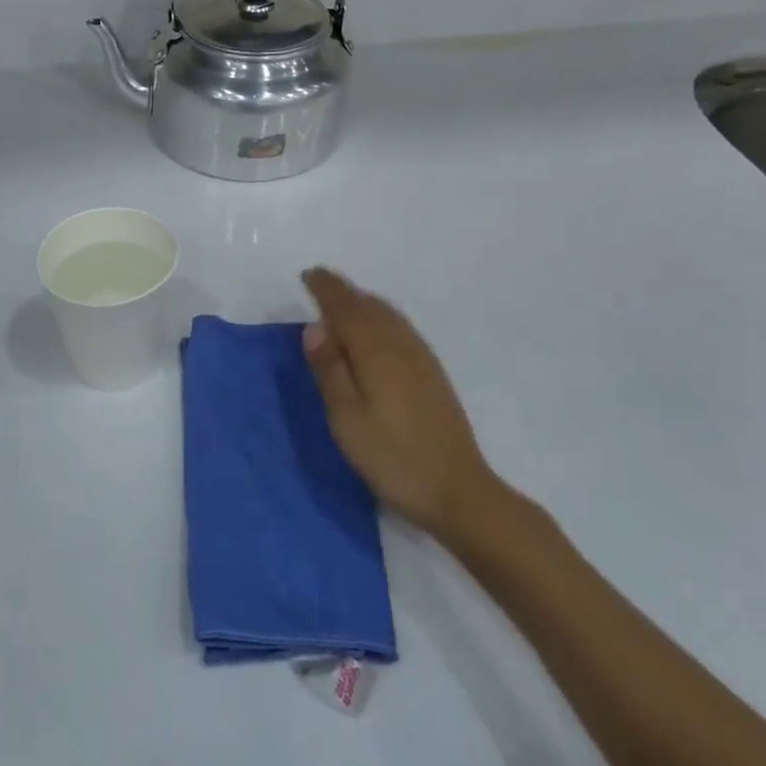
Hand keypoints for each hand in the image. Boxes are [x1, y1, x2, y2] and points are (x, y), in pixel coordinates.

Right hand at [300, 268, 518, 543]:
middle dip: (344, 291)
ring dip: (363, 302)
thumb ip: (330, 370)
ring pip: (389, 315)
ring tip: (342, 302)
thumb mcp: (347, 419)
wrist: (457, 490)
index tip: (308, 275)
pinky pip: (401, 328)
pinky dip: (381, 317)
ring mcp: (422, 359)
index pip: (347, 308)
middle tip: (320, 284)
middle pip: (370, 305)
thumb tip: (315, 327)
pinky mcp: (433, 374)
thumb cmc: (392, 458)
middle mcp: (402, 345)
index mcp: (377, 353)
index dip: (326, 290)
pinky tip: (376, 332)